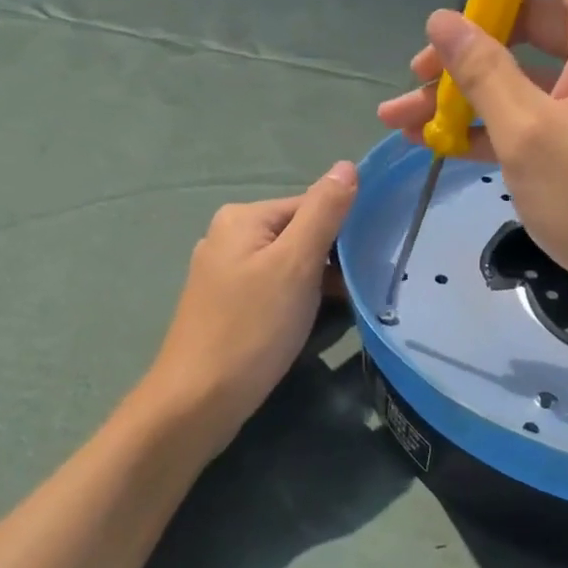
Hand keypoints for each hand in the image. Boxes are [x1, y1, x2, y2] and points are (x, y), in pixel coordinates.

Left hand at [142, 162, 357, 453]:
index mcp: (243, 217)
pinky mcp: (227, 305)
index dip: (344, 231)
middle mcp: (229, 237)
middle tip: (359, 290)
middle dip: (332, 260)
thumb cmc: (251, 327)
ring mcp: (225, 273)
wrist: (197, 403)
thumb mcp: (297, 263)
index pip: (312, 205)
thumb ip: (324, 211)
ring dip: (319, 284)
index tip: (369, 263)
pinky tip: (312, 324)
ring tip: (343, 310)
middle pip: (300, 234)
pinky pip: (275, 289)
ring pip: (290, 265)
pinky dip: (298, 301)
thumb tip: (347, 165)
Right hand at [377, 0, 567, 327]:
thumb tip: (441, 20)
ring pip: (527, 71)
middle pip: (532, 17)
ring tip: (406, 119)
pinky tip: (442, 145)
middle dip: (468, 42)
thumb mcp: (528, 134)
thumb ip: (482, 71)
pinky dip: (495, 121)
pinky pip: (540, 109)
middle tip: (419, 75)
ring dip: (468, 90)